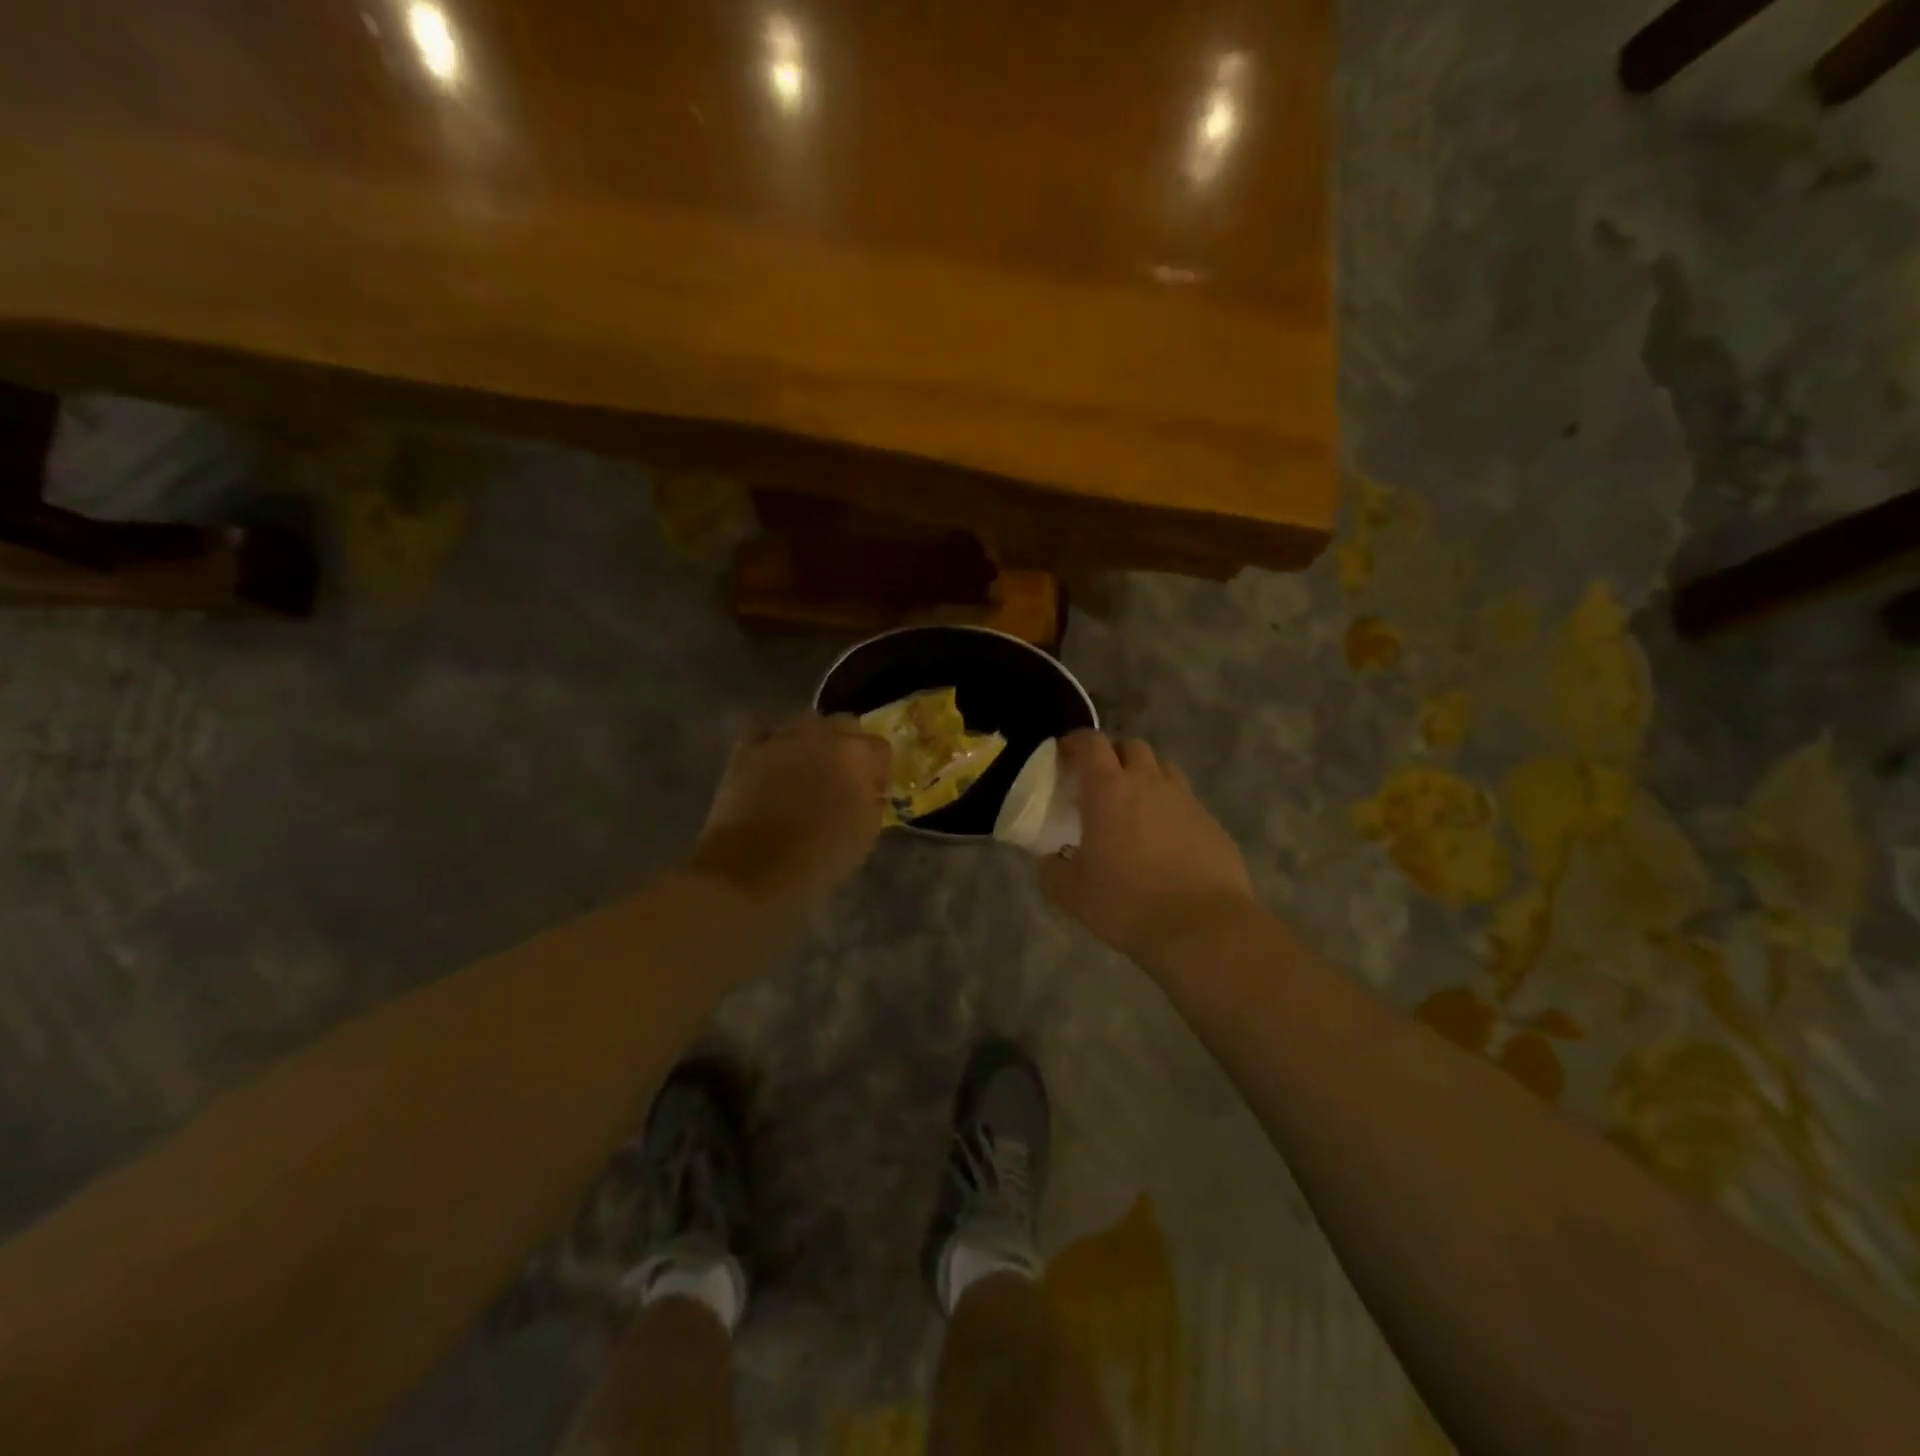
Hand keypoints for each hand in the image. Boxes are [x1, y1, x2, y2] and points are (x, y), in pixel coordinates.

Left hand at [690, 712, 891, 913]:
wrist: (750, 871)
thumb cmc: (817, 859)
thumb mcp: (865, 836)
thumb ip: (872, 802)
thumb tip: (867, 791)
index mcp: (856, 756)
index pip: (880, 748)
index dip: (880, 771)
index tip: (874, 793)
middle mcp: (820, 736)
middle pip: (844, 725)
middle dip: (848, 747)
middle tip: (842, 778)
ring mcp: (780, 739)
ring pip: (804, 723)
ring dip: (812, 741)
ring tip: (806, 768)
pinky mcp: (746, 751)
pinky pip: (765, 735)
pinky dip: (772, 745)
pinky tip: (773, 766)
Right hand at [1039, 731, 1256, 965]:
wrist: (1202, 927)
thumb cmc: (1127, 903)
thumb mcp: (1071, 894)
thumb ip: (1051, 870)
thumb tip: (1049, 860)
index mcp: (1108, 790)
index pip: (1091, 743)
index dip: (1075, 743)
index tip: (1063, 757)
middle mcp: (1148, 782)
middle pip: (1131, 746)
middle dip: (1113, 756)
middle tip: (1099, 784)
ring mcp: (1185, 799)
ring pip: (1162, 769)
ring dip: (1144, 777)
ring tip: (1133, 807)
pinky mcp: (1211, 822)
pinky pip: (1185, 801)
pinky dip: (1169, 808)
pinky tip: (1164, 840)